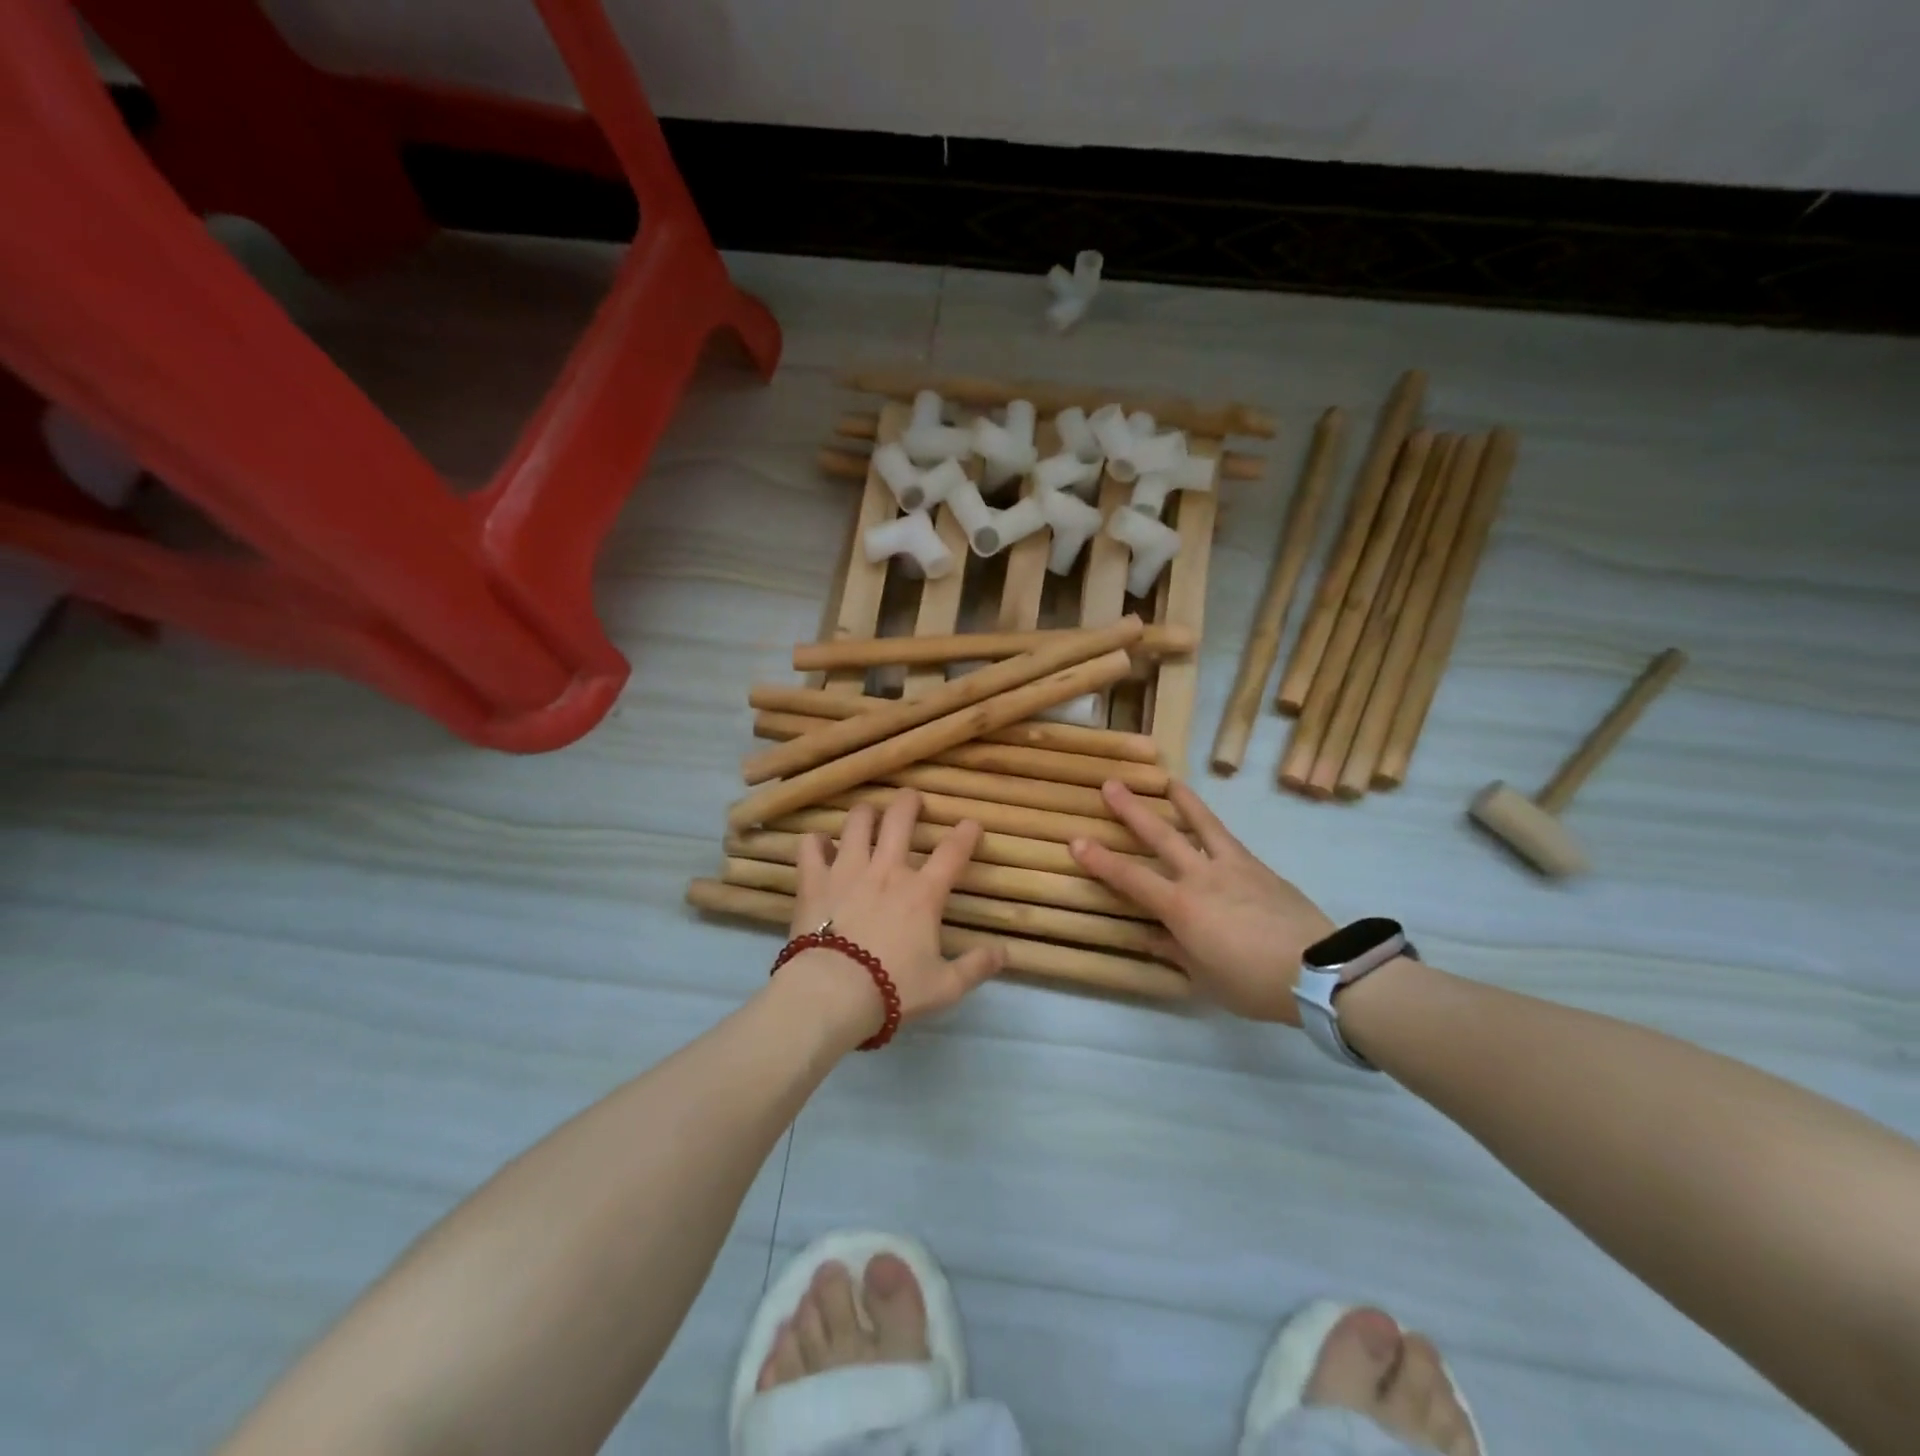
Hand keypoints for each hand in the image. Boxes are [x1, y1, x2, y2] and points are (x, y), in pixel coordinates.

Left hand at [785, 790, 1005, 1039]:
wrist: (833, 993)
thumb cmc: (892, 989)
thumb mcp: (945, 987)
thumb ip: (976, 967)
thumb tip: (1005, 952)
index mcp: (923, 893)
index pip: (952, 852)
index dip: (966, 834)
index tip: (971, 824)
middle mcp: (887, 870)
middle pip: (900, 819)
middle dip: (909, 802)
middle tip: (912, 799)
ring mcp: (847, 870)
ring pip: (858, 822)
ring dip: (866, 813)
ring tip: (868, 813)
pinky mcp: (814, 880)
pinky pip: (810, 846)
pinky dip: (816, 842)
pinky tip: (820, 845)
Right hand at [1071, 781, 1334, 1023]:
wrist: (1318, 972)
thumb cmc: (1253, 983)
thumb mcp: (1205, 978)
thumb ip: (1174, 951)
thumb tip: (1148, 936)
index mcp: (1181, 907)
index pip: (1131, 878)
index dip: (1100, 860)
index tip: (1076, 840)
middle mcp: (1201, 877)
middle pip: (1160, 837)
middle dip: (1132, 811)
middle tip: (1110, 785)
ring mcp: (1232, 867)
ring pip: (1201, 824)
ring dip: (1181, 801)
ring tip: (1166, 779)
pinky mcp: (1258, 866)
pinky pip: (1228, 838)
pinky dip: (1212, 824)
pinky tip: (1209, 821)